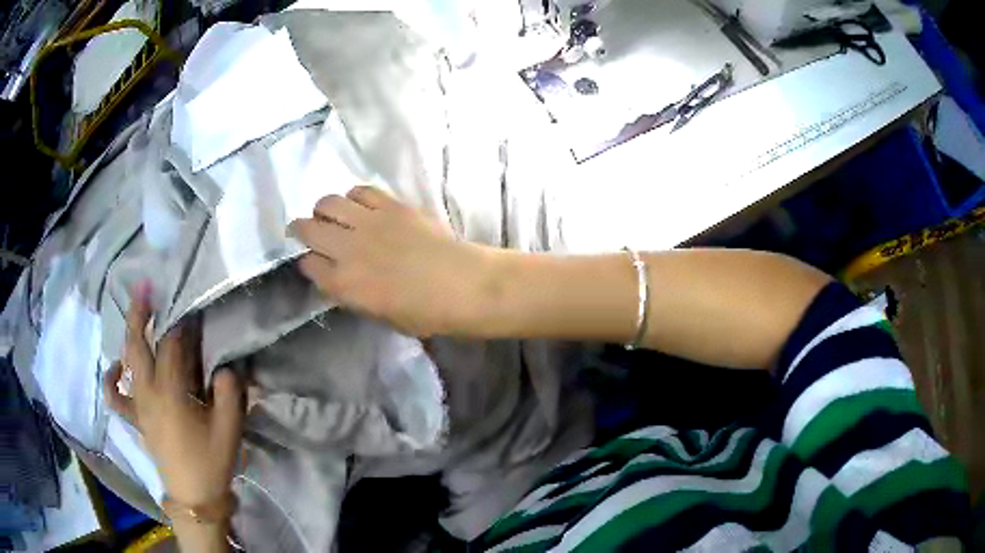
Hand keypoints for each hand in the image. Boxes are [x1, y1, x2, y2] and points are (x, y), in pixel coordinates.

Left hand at [103, 283, 244, 508]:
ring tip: (136, 315)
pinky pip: (116, 396)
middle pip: (138, 344)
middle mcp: (147, 391)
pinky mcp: (135, 418)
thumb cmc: (211, 462)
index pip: (173, 345)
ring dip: (129, 335)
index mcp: (170, 392)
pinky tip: (118, 366)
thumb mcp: (230, 428)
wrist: (194, 497)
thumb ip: (230, 391)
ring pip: (126, 361)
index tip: (193, 307)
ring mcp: (137, 404)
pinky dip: (113, 377)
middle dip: (141, 312)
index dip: (183, 323)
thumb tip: (226, 363)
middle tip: (146, 286)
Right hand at [289, 186, 498, 336]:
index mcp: (343, 284)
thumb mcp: (379, 315)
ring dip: (324, 209)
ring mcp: (368, 222)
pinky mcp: (390, 205)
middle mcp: (347, 249)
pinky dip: (353, 196)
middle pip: (308, 229)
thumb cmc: (424, 313)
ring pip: (328, 203)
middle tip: (306, 231)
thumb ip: (351, 294)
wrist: (462, 285)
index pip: (307, 265)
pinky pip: (360, 191)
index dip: (308, 263)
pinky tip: (359, 205)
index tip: (314, 263)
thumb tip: (338, 278)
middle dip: (301, 230)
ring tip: (331, 216)